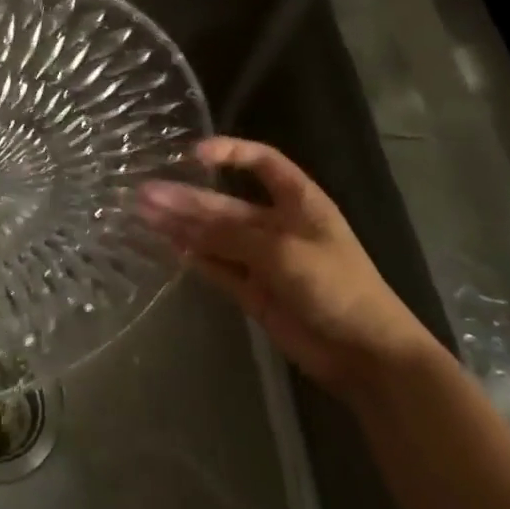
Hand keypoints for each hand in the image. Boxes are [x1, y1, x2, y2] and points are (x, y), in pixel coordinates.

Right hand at [139, 137, 437, 396]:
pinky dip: (192, 256)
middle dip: (188, 197)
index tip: (192, 154)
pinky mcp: (252, 290)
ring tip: (143, 213)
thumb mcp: (282, 251)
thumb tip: (176, 214)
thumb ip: (228, 233)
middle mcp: (277, 224)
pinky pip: (216, 265)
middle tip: (146, 192)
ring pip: (214, 235)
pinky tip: (164, 245)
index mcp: (298, 200)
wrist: (366, 356)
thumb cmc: (335, 286)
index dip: (230, 152)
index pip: (262, 161)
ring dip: (182, 224)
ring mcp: (263, 258)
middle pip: (225, 203)